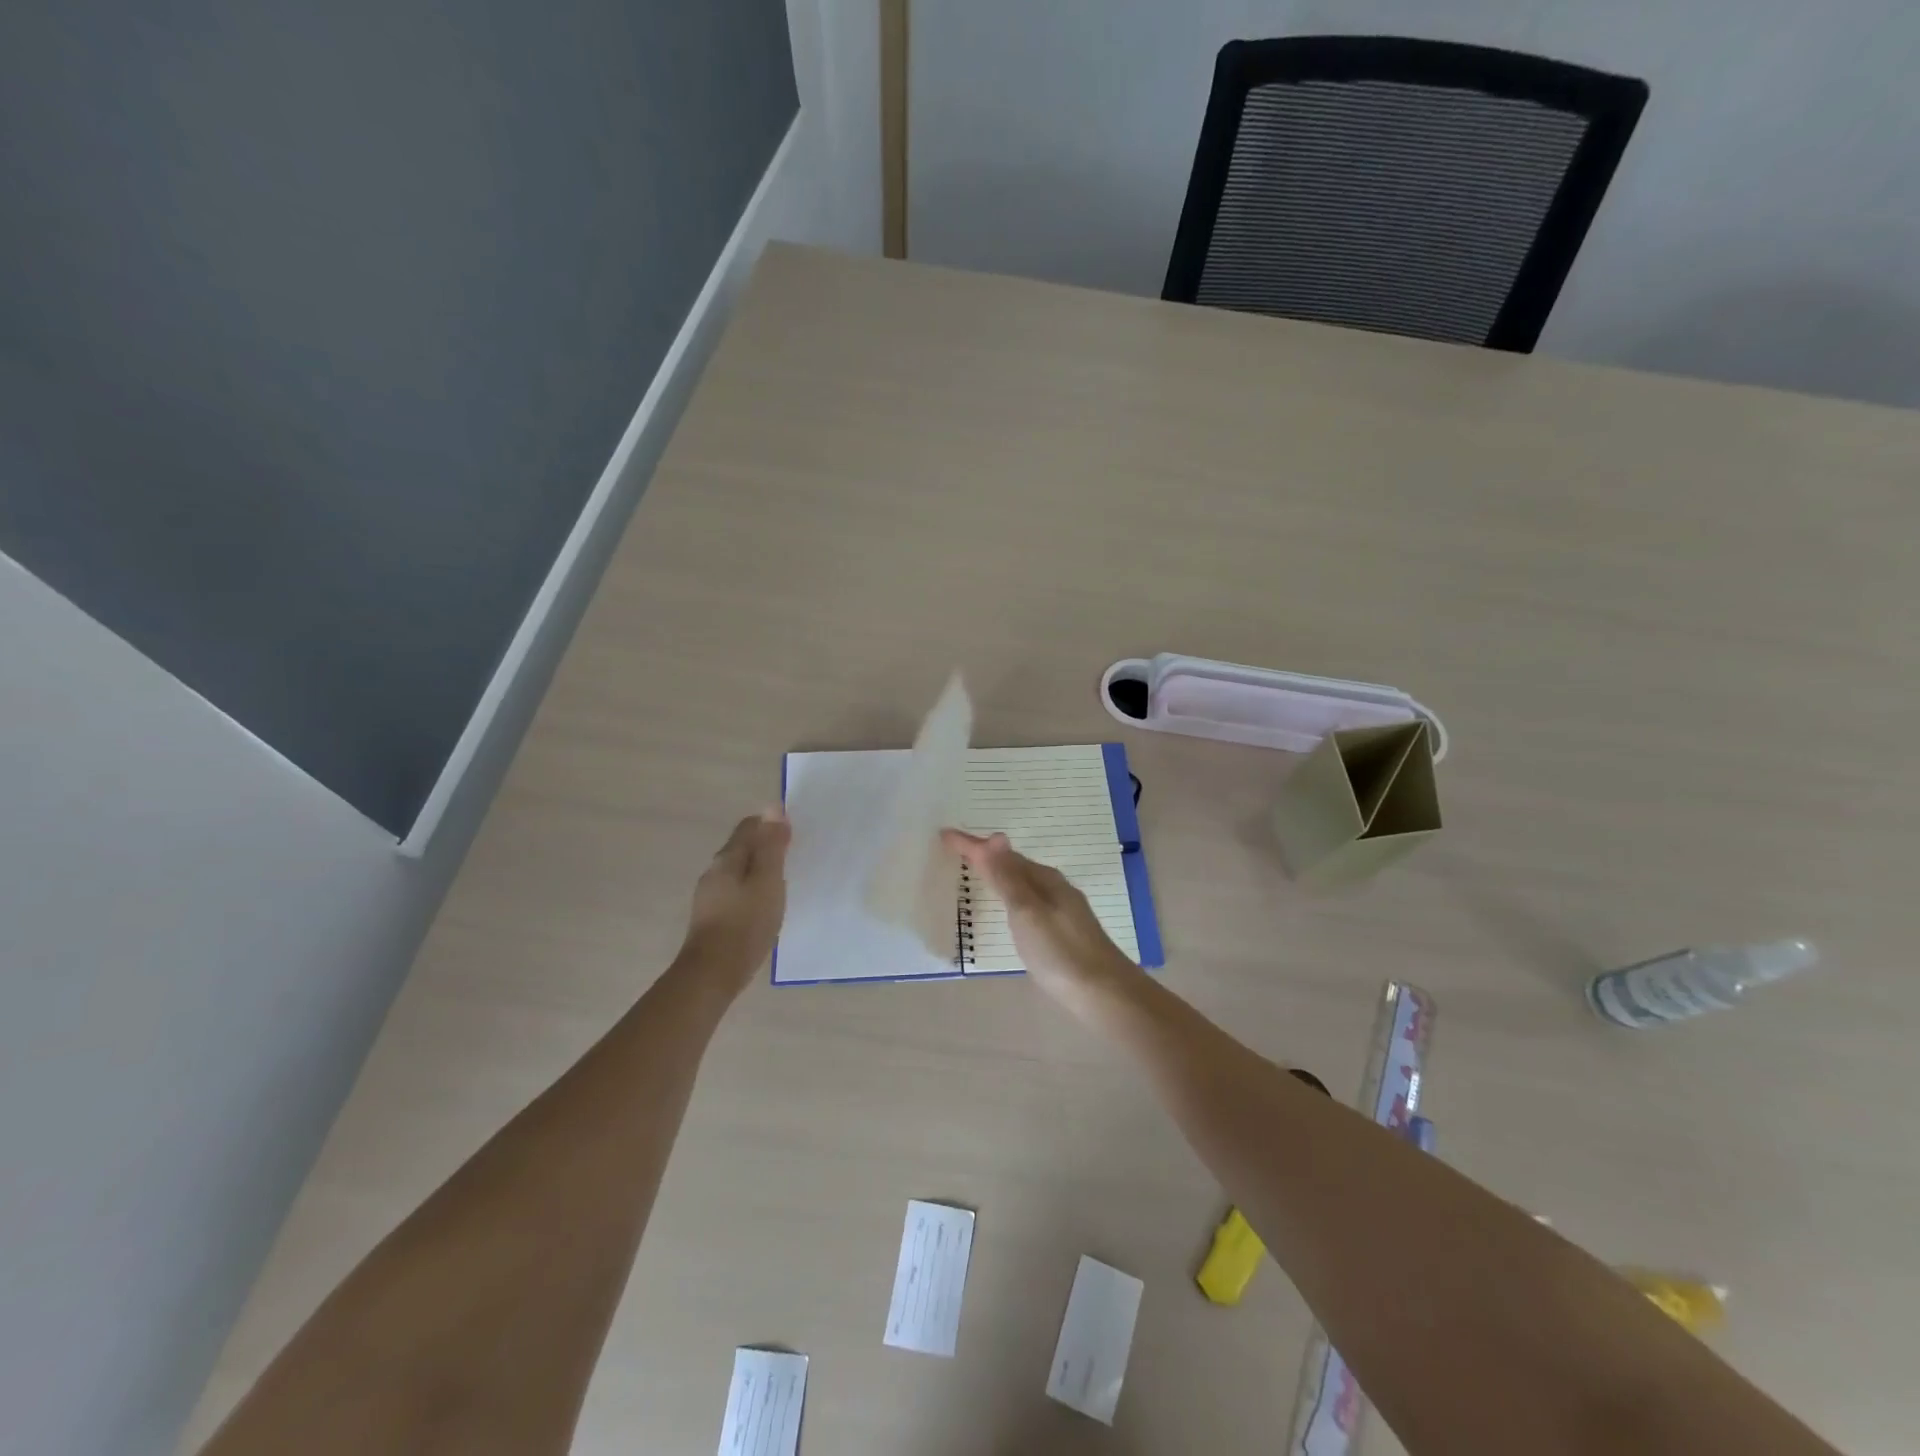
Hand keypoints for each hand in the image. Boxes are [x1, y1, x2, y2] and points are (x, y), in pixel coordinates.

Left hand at [679, 810, 790, 991]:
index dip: (771, 825)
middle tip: (793, 856)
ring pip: (739, 871)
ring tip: (783, 881)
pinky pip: (736, 892)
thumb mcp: (768, 882)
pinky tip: (765, 905)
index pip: (749, 827)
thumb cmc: (746, 924)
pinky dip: (752, 890)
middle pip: (742, 848)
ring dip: (759, 870)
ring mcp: (710, 896)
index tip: (793, 834)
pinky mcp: (712, 917)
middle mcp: (714, 872)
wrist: (712, 975)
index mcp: (727, 859)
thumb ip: (771, 846)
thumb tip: (773, 808)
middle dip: (766, 847)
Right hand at [940, 828, 1139, 1015]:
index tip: (944, 835)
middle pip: (1014, 864)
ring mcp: (1062, 910)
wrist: (1105, 994)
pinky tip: (1011, 909)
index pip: (1001, 855)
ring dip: (1000, 874)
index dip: (972, 846)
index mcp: (1044, 880)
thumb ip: (1009, 878)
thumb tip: (995, 836)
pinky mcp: (1064, 931)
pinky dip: (1012, 894)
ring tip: (979, 873)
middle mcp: (1054, 888)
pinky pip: (1030, 899)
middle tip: (958, 851)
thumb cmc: (1060, 952)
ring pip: (1024, 882)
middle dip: (986, 855)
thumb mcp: (1027, 913)